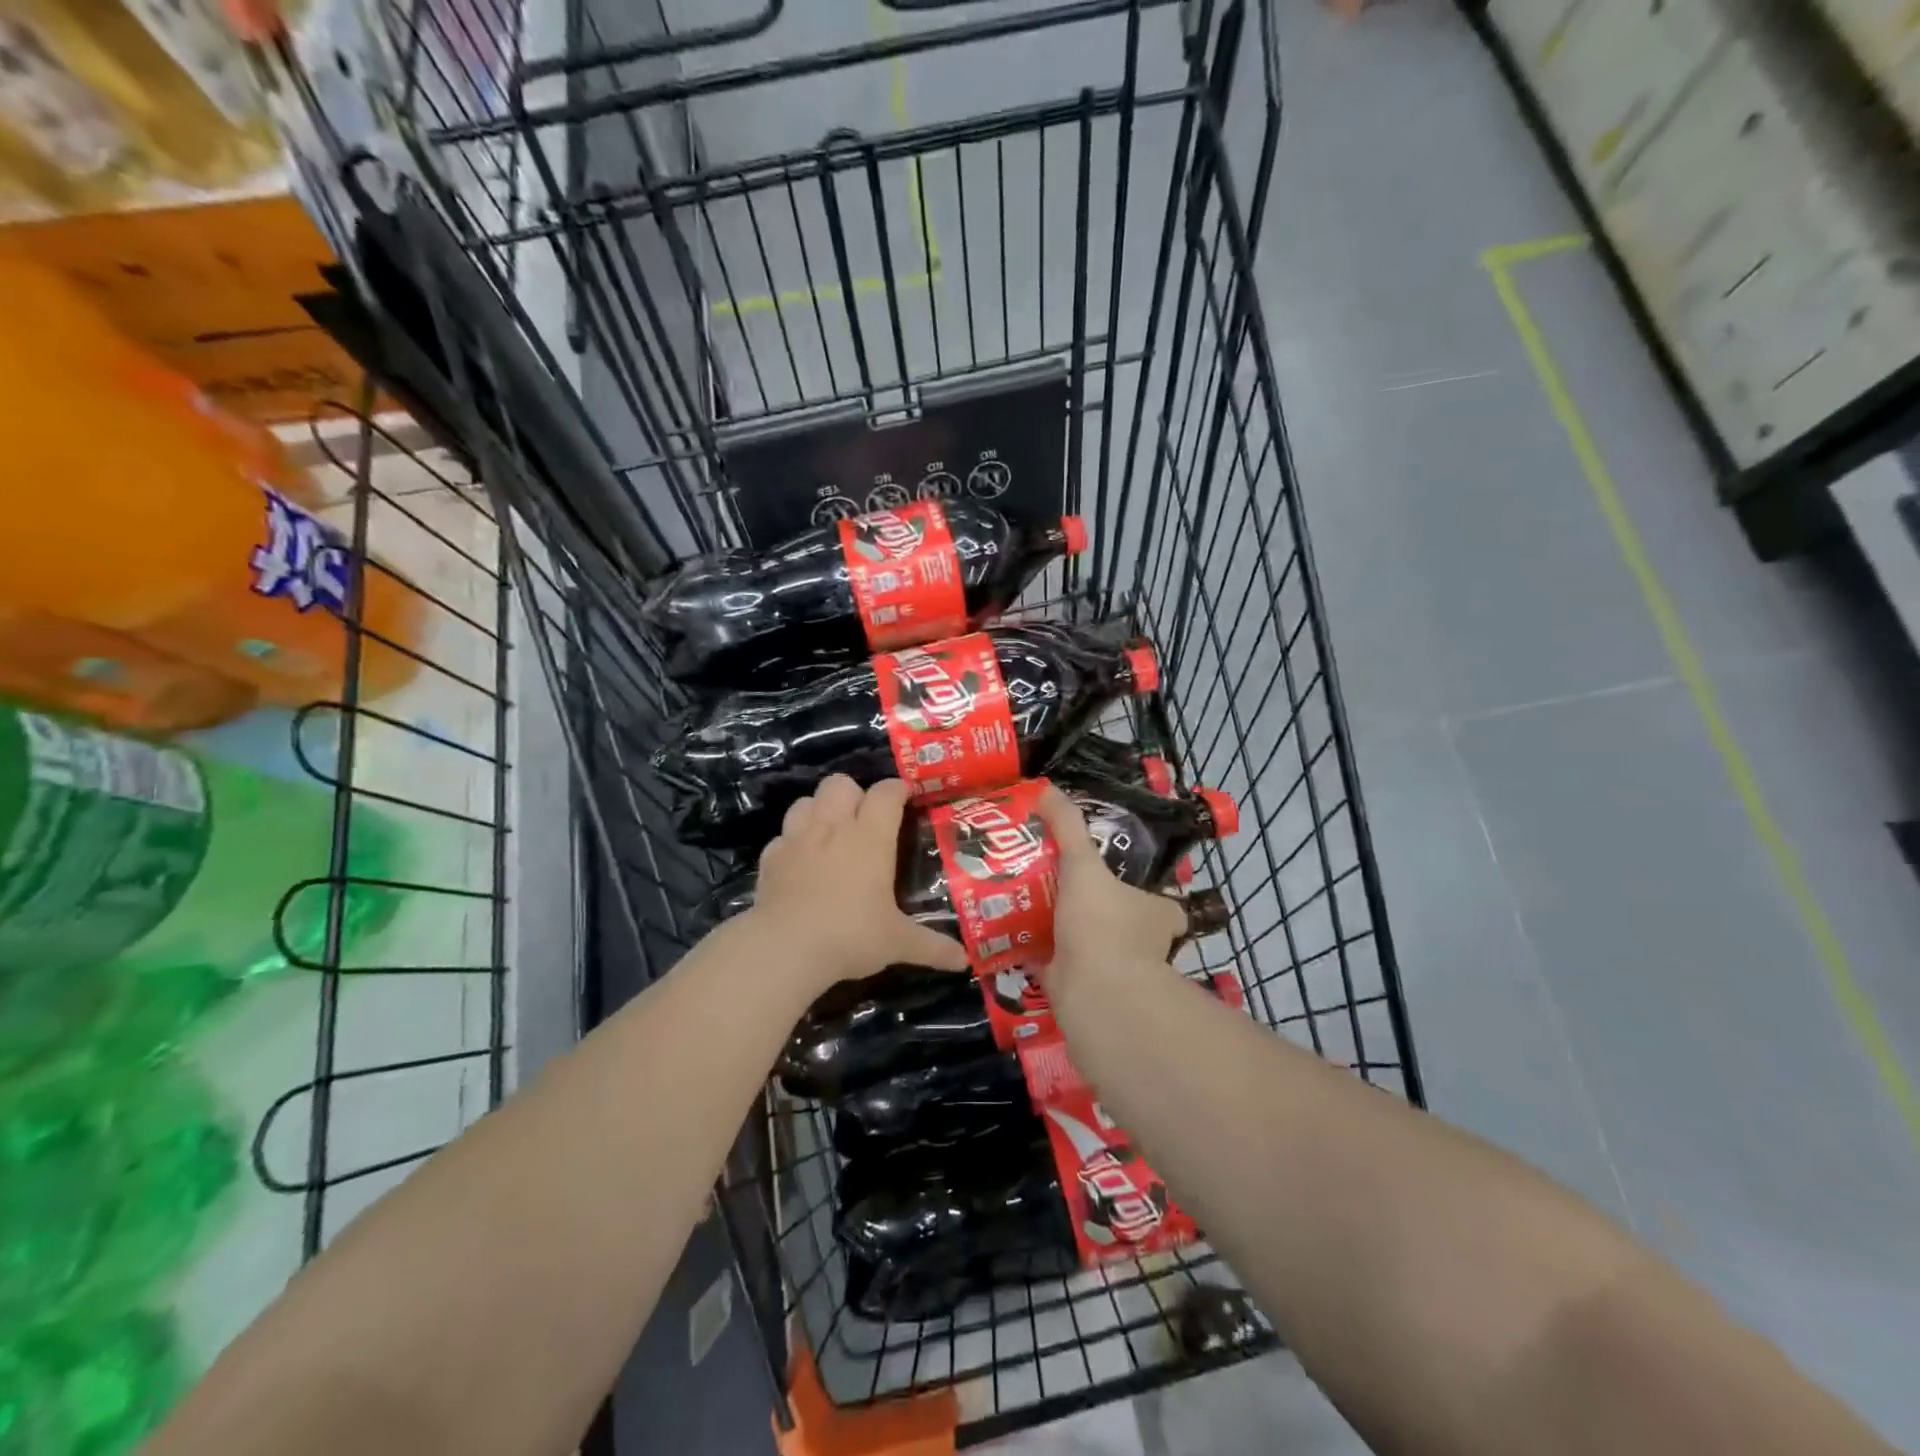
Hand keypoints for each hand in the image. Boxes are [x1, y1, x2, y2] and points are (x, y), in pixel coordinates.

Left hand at [748, 775, 969, 993]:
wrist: (784, 948)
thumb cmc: (850, 936)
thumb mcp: (897, 943)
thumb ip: (932, 946)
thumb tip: (964, 961)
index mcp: (870, 837)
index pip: (886, 792)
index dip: (896, 790)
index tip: (905, 798)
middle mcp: (833, 827)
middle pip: (840, 783)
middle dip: (854, 793)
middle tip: (864, 819)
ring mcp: (796, 838)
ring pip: (806, 801)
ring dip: (819, 810)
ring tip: (829, 834)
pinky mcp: (770, 857)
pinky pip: (782, 836)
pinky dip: (792, 842)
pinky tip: (799, 862)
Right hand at [1034, 783, 1185, 996]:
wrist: (1093, 994)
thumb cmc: (1101, 924)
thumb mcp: (1083, 864)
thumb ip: (1068, 827)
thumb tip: (1046, 788)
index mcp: (1156, 916)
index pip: (1159, 900)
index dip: (1138, 888)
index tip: (1108, 875)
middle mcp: (1141, 944)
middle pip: (1117, 920)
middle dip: (1090, 906)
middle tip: (1051, 881)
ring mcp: (1111, 970)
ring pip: (1084, 942)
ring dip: (1060, 928)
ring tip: (1024, 901)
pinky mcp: (1079, 988)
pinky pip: (1053, 963)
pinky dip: (1033, 953)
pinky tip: (1008, 934)